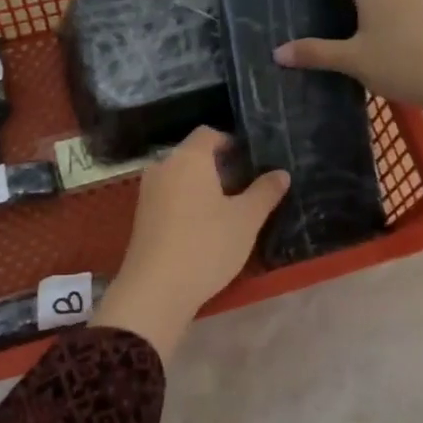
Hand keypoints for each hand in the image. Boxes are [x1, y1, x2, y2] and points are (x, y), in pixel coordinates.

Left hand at [91, 127, 289, 363]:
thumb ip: (264, 192)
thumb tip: (281, 173)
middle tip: (245, 185)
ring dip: (202, 185)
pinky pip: (169, 195)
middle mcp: (163, 166)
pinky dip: (186, 201)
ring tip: (228, 207)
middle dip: (218, 165)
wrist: (156, 289)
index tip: (251, 161)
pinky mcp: (141, 215)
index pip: (209, 134)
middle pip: (193, 154)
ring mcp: (147, 191)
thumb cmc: (206, 245)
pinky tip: (203, 225)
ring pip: (180, 176)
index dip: (231, 142)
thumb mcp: (246, 219)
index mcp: (188, 157)